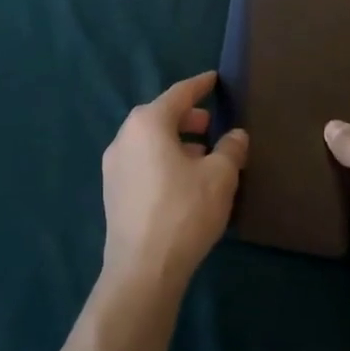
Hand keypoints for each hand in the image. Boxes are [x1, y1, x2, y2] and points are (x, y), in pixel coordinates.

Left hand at [100, 71, 248, 294]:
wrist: (142, 271)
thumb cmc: (183, 211)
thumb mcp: (220, 176)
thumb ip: (230, 149)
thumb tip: (236, 135)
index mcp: (147, 123)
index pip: (179, 94)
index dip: (200, 85)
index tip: (214, 79)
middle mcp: (125, 137)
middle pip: (160, 117)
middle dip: (188, 118)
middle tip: (211, 124)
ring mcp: (114, 166)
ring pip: (150, 142)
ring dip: (176, 143)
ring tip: (202, 156)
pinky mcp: (113, 193)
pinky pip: (143, 163)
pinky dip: (163, 161)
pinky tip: (183, 182)